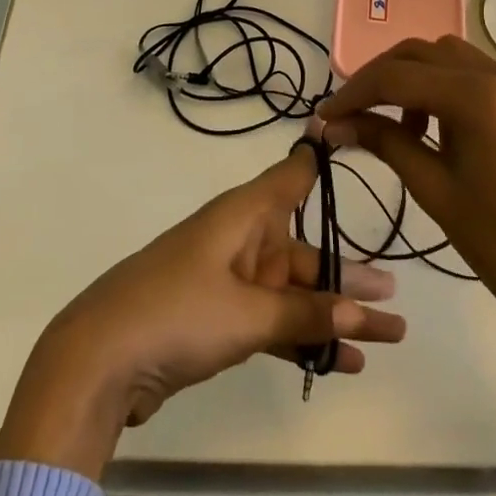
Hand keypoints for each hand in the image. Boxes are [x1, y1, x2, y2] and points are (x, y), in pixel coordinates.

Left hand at [0, 145, 405, 479]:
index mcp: (242, 216)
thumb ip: (304, 314)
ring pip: (292, 292)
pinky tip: (342, 362)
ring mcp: (227, 282)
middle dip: (348, 275)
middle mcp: (239, 240)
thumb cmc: (176, 312)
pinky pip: (272, 323)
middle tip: (396, 296)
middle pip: (303, 250)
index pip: (291, 177)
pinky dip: (303, 339)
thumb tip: (361, 310)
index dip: (319, 158)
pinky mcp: (216, 320)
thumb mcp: (247, 314)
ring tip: (388, 335)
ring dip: (333, 314)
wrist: (99, 361)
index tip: (349, 133)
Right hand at [318, 35, 495, 332]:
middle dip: (379, 78)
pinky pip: (472, 71)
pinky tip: (431, 123)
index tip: (325, 115)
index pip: (398, 78)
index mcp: (479, 98)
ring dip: (411, 77)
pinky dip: (441, 84)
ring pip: (445, 55)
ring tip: (393, 121)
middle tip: (350, 112)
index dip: (354, 93)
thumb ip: (383, 141)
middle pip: (420, 53)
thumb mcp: (432, 188)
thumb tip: (334, 124)